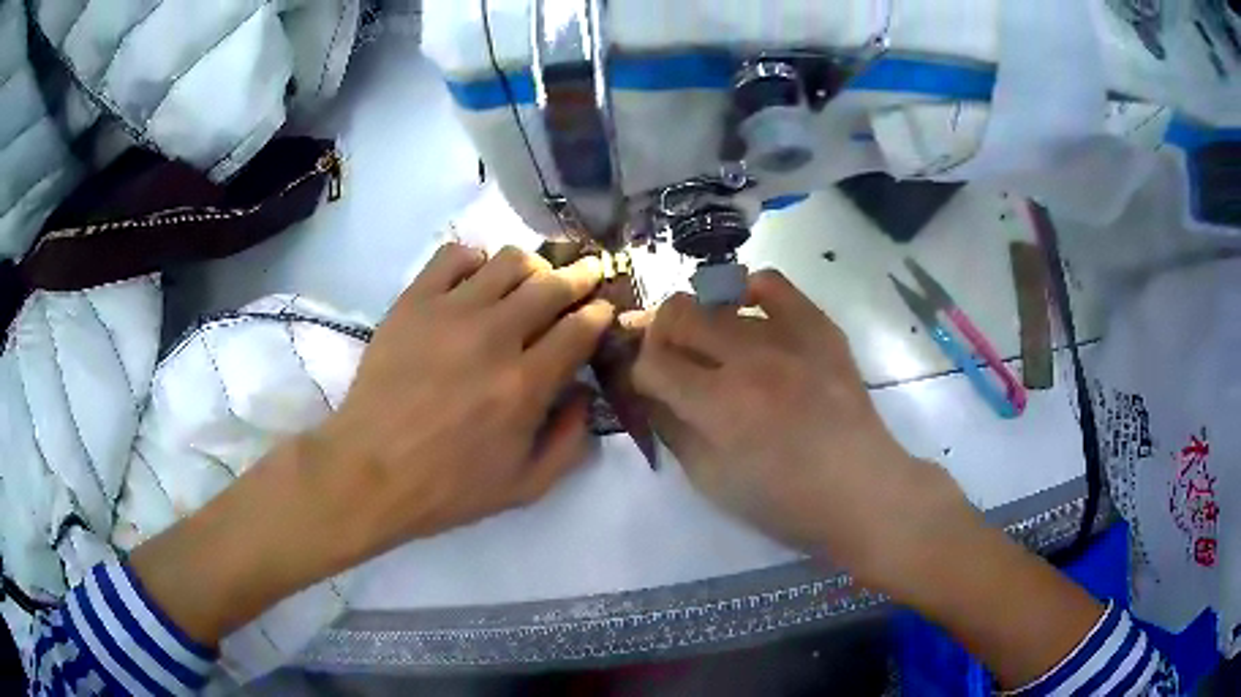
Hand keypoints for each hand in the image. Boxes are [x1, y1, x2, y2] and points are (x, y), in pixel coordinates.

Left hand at [307, 243, 613, 559]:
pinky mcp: (413, 302)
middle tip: (587, 274)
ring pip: (509, 261)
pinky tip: (476, 279)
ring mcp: (450, 312)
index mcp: (525, 385)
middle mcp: (494, 337)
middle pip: (552, 284)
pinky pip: (454, 255)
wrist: (369, 470)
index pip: (580, 328)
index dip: (600, 313)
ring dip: (532, 265)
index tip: (602, 309)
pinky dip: (475, 259)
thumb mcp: (525, 487)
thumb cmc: (447, 487)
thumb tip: (586, 394)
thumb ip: (570, 443)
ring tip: (531, 278)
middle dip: (581, 276)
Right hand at [631, 270, 972, 583]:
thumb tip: (652, 392)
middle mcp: (749, 360)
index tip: (652, 385)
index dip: (640, 372)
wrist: (861, 490)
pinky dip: (749, 291)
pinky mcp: (819, 328)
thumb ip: (672, 430)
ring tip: (714, 345)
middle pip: (678, 314)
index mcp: (718, 406)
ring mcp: (788, 338)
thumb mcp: (711, 482)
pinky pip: (773, 284)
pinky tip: (747, 312)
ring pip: (719, 299)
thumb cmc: (784, 502)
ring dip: (702, 322)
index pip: (652, 362)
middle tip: (675, 360)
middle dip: (662, 336)